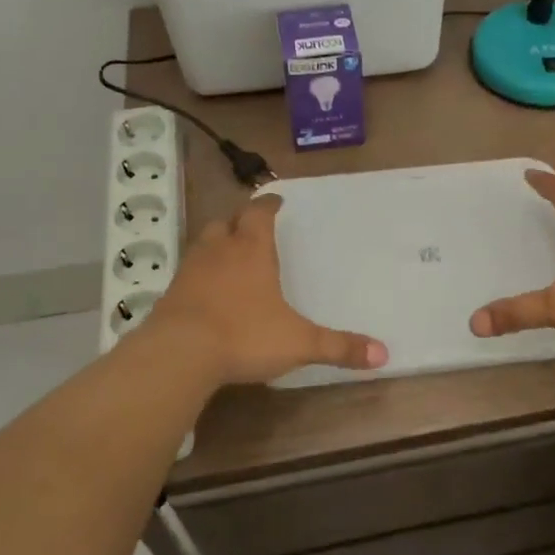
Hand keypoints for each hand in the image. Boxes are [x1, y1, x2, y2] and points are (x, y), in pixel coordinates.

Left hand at [142, 193, 387, 388]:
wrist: (178, 354)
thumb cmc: (244, 335)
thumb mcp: (298, 343)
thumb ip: (338, 347)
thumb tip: (384, 355)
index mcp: (252, 249)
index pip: (259, 213)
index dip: (268, 205)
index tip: (276, 200)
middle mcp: (220, 250)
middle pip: (227, 221)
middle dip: (239, 220)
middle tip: (251, 226)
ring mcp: (191, 270)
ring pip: (204, 242)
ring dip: (217, 242)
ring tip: (229, 253)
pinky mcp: (170, 293)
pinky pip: (188, 271)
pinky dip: (199, 272)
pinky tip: (207, 290)